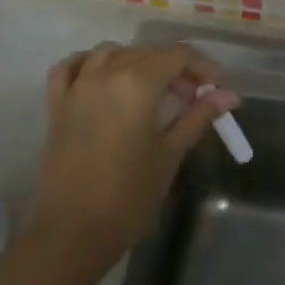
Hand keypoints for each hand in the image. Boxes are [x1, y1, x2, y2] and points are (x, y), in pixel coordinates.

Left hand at [19, 43, 237, 282]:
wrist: (72, 232)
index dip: (202, 66)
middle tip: (195, 97)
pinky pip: (71, 67)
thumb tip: (228, 95)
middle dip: (175, 68)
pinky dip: (90, 63)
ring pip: (111, 53)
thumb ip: (197, 117)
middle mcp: (104, 74)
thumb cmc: (128, 196)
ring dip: (137, 62)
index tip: (217, 88)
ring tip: (154, 90)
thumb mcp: (169, 154)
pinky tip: (104, 77)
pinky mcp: (56, 104)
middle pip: (147, 52)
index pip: (177, 55)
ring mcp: (76, 87)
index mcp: (136, 84)